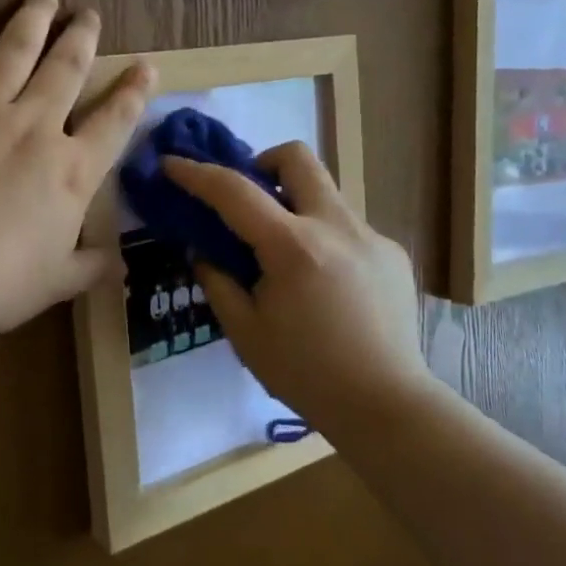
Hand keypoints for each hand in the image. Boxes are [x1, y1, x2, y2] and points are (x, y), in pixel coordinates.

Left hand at [0, 0, 154, 359]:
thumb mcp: (52, 285)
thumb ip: (89, 266)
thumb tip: (119, 263)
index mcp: (70, 172)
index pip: (114, 121)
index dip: (133, 90)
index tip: (146, 63)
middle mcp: (34, 127)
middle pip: (66, 69)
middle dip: (82, 38)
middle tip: (89, 14)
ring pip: (15, 49)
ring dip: (34, 18)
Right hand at [164, 144, 425, 427]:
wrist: (387, 407)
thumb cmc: (306, 374)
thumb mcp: (245, 332)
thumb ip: (218, 281)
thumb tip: (203, 250)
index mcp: (293, 247)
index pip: (235, 191)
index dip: (197, 173)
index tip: (172, 163)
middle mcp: (336, 226)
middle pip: (297, 158)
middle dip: (264, 162)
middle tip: (250, 199)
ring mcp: (371, 236)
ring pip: (325, 194)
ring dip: (297, 207)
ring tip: (288, 257)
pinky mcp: (393, 254)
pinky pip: (349, 229)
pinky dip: (325, 241)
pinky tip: (327, 288)